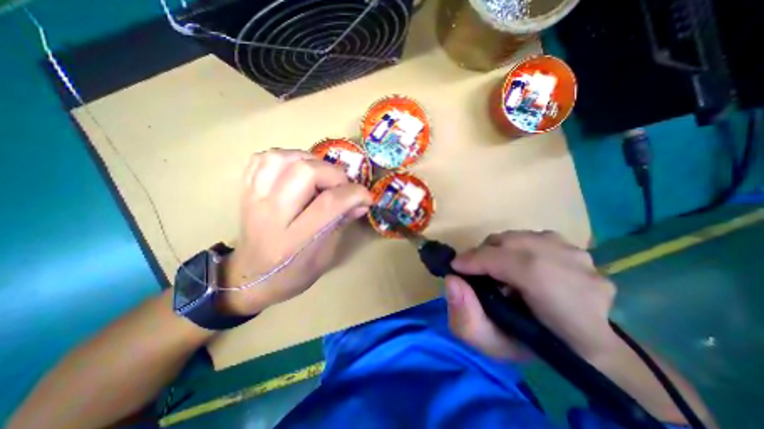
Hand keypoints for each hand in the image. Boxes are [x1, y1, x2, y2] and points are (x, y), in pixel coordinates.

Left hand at [217, 150, 373, 315]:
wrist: (249, 278)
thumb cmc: (292, 274)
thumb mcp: (324, 257)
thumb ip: (342, 224)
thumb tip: (362, 203)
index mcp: (294, 240)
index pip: (329, 203)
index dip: (355, 194)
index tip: (367, 197)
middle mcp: (271, 215)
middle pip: (305, 173)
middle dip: (334, 174)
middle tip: (342, 186)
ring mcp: (254, 200)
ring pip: (281, 158)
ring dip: (309, 160)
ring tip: (321, 173)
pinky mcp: (245, 192)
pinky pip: (262, 159)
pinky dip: (285, 157)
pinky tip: (296, 169)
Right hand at [445, 231, 615, 361]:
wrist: (583, 345)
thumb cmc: (535, 348)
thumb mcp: (493, 345)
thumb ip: (466, 318)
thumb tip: (452, 281)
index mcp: (563, 303)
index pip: (511, 263)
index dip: (475, 260)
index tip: (455, 267)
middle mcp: (576, 270)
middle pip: (512, 243)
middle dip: (483, 254)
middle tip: (474, 270)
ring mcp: (580, 255)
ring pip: (520, 237)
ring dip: (499, 250)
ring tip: (496, 268)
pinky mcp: (577, 247)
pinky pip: (532, 237)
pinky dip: (516, 247)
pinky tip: (518, 265)